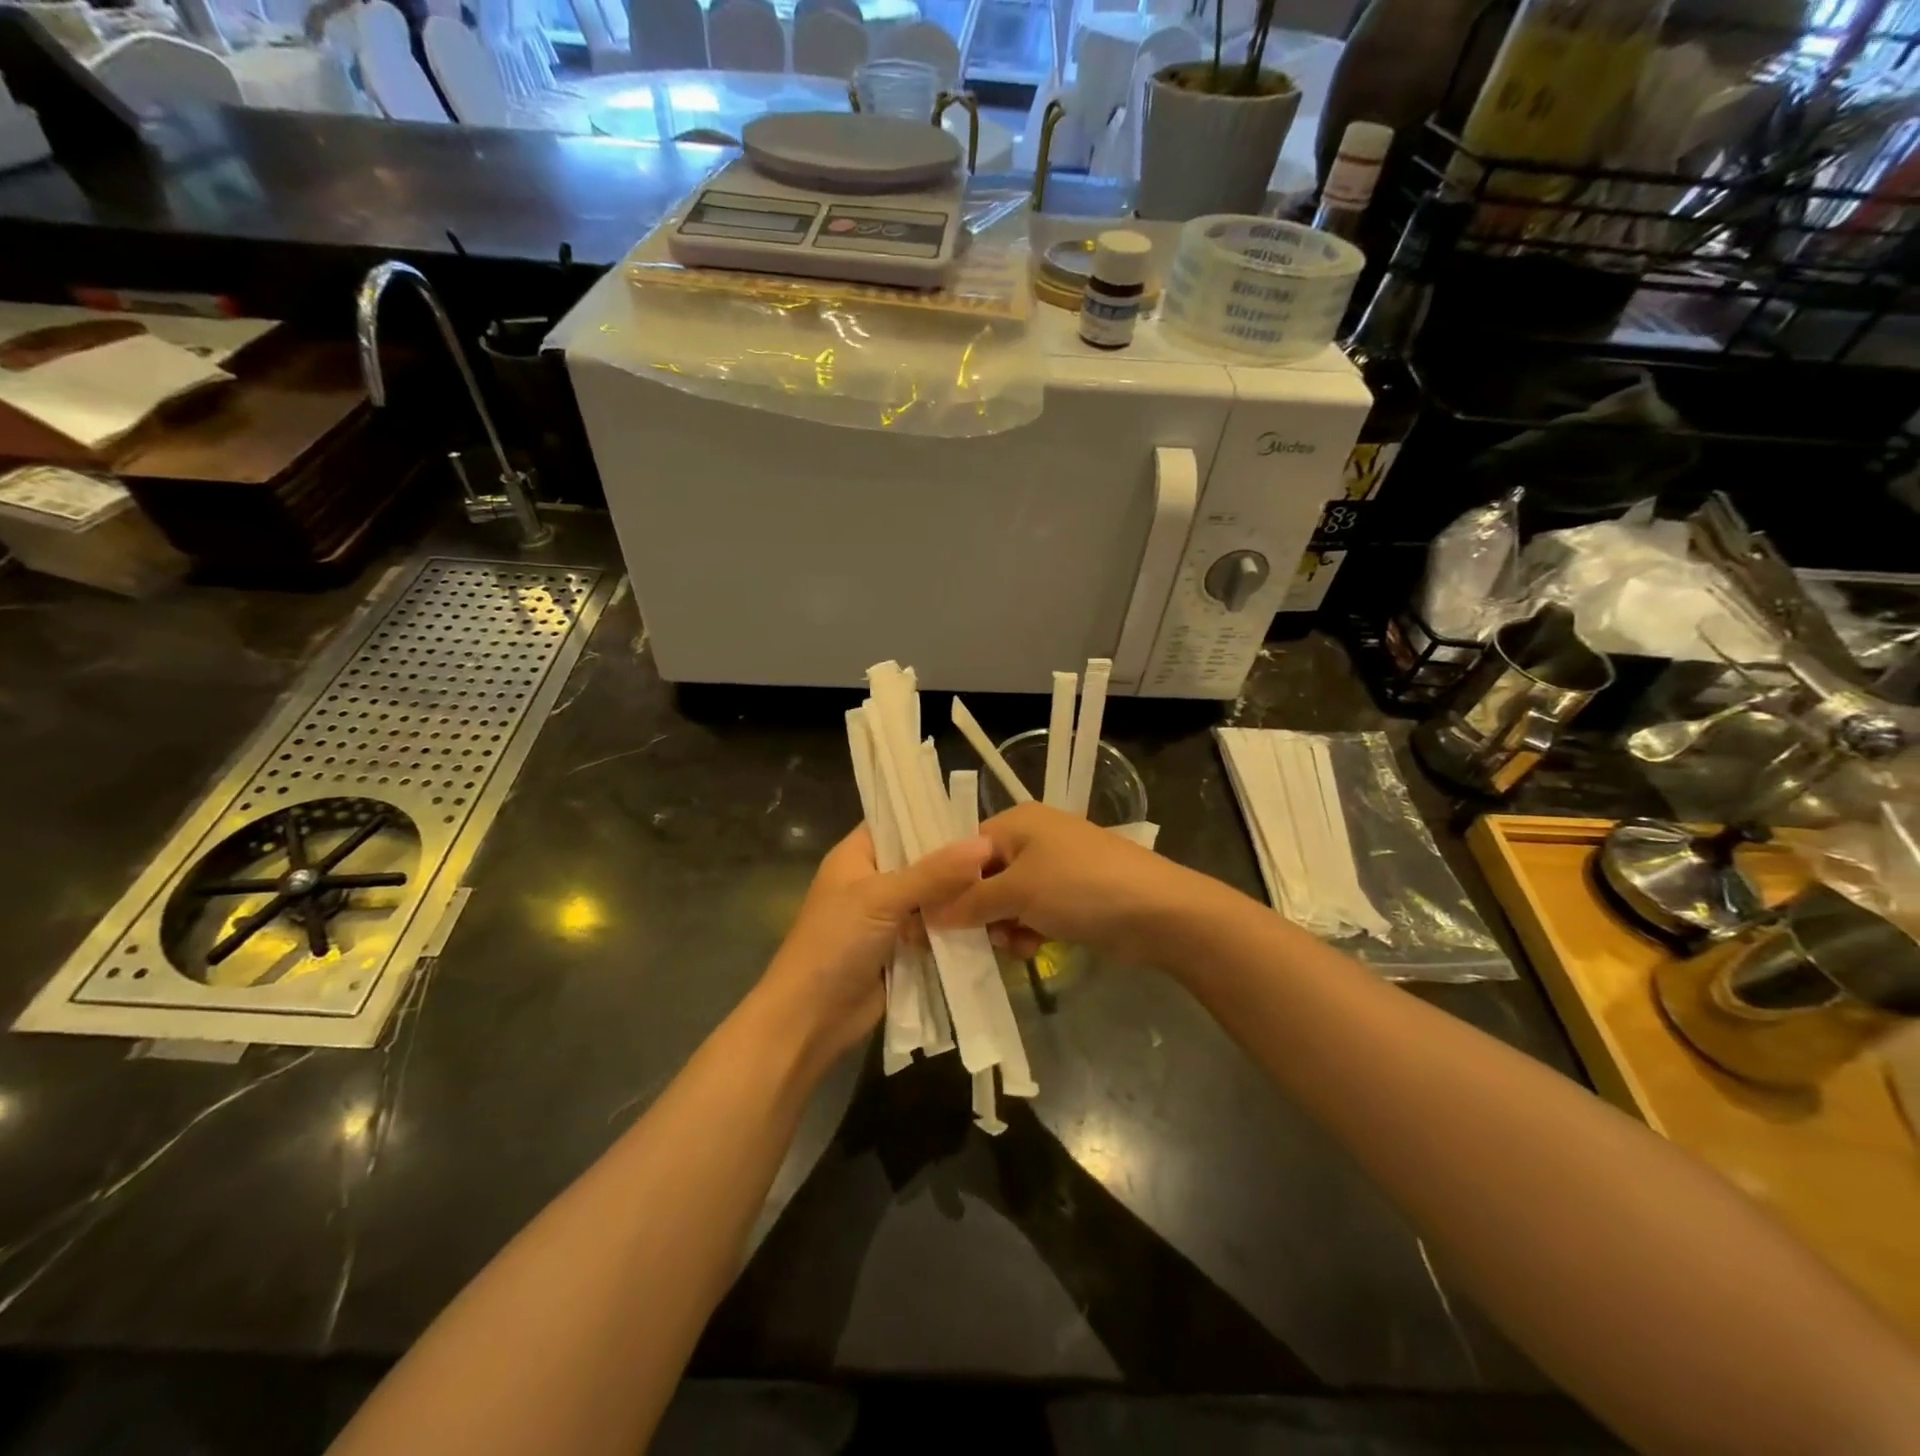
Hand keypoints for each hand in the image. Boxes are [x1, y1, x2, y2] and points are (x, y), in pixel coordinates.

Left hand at [754, 825, 991, 1070]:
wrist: (810, 1019)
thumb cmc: (835, 943)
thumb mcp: (882, 899)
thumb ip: (934, 873)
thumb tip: (985, 843)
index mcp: (857, 855)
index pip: (897, 821)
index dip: (933, 816)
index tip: (978, 814)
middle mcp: (874, 880)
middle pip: (921, 861)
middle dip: (956, 861)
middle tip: (1005, 852)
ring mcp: (888, 917)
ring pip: (932, 898)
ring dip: (960, 897)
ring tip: (1007, 884)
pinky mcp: (902, 949)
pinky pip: (935, 930)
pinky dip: (957, 928)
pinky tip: (994, 920)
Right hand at [932, 803, 1219, 963]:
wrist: (1157, 913)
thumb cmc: (1079, 887)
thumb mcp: (1018, 891)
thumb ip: (970, 902)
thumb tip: (928, 915)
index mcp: (1017, 822)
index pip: (964, 849)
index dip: (946, 885)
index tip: (929, 920)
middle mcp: (1033, 839)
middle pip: (984, 877)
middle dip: (977, 911)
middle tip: (971, 941)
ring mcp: (1055, 869)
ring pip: (1007, 901)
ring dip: (1003, 926)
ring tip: (1012, 945)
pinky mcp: (1071, 898)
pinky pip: (1033, 914)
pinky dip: (1028, 931)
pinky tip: (1032, 949)